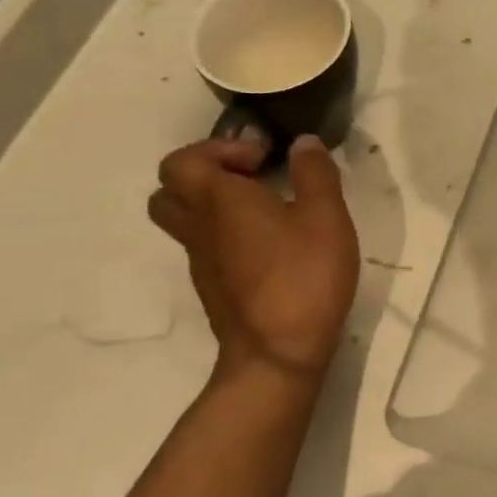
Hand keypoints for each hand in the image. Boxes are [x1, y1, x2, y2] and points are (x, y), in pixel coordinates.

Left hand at [148, 135, 359, 393]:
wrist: (277, 354)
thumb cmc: (303, 275)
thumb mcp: (325, 216)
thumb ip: (315, 173)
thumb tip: (302, 142)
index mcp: (219, 200)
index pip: (183, 160)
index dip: (218, 149)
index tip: (262, 159)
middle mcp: (198, 227)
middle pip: (171, 189)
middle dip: (206, 174)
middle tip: (250, 179)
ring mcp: (201, 262)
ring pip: (185, 220)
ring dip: (214, 205)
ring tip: (263, 210)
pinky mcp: (213, 288)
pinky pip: (206, 247)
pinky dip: (226, 235)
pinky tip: (269, 246)